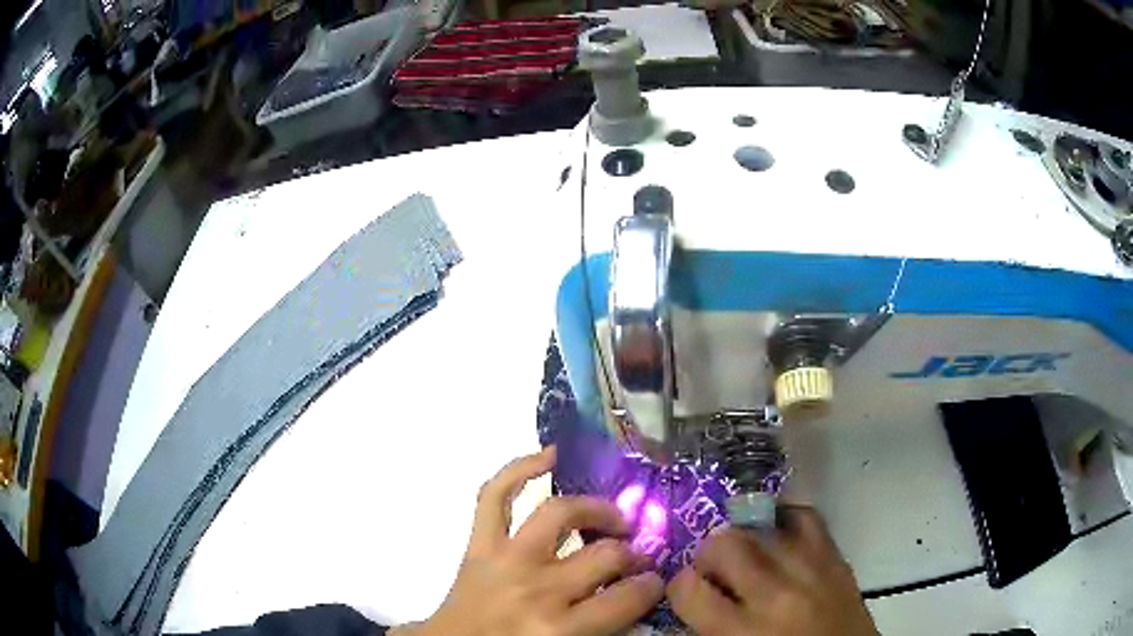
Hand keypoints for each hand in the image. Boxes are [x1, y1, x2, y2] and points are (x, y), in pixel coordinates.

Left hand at [400, 446, 663, 635]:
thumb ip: (606, 627)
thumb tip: (637, 596)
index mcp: (562, 628)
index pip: (627, 598)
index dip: (651, 586)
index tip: (655, 581)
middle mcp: (537, 588)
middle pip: (604, 555)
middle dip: (632, 552)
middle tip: (638, 554)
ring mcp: (505, 559)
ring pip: (560, 514)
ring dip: (595, 509)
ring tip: (613, 517)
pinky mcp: (478, 543)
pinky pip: (494, 495)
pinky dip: (519, 469)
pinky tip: (550, 456)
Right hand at [667, 506, 877, 635]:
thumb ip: (709, 629)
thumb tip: (691, 599)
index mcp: (742, 632)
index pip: (689, 589)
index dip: (681, 587)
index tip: (689, 591)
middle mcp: (775, 594)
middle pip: (724, 544)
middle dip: (710, 555)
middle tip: (717, 572)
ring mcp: (810, 569)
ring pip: (761, 526)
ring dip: (744, 538)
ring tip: (747, 554)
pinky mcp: (836, 557)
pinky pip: (806, 517)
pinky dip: (785, 519)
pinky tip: (777, 532)